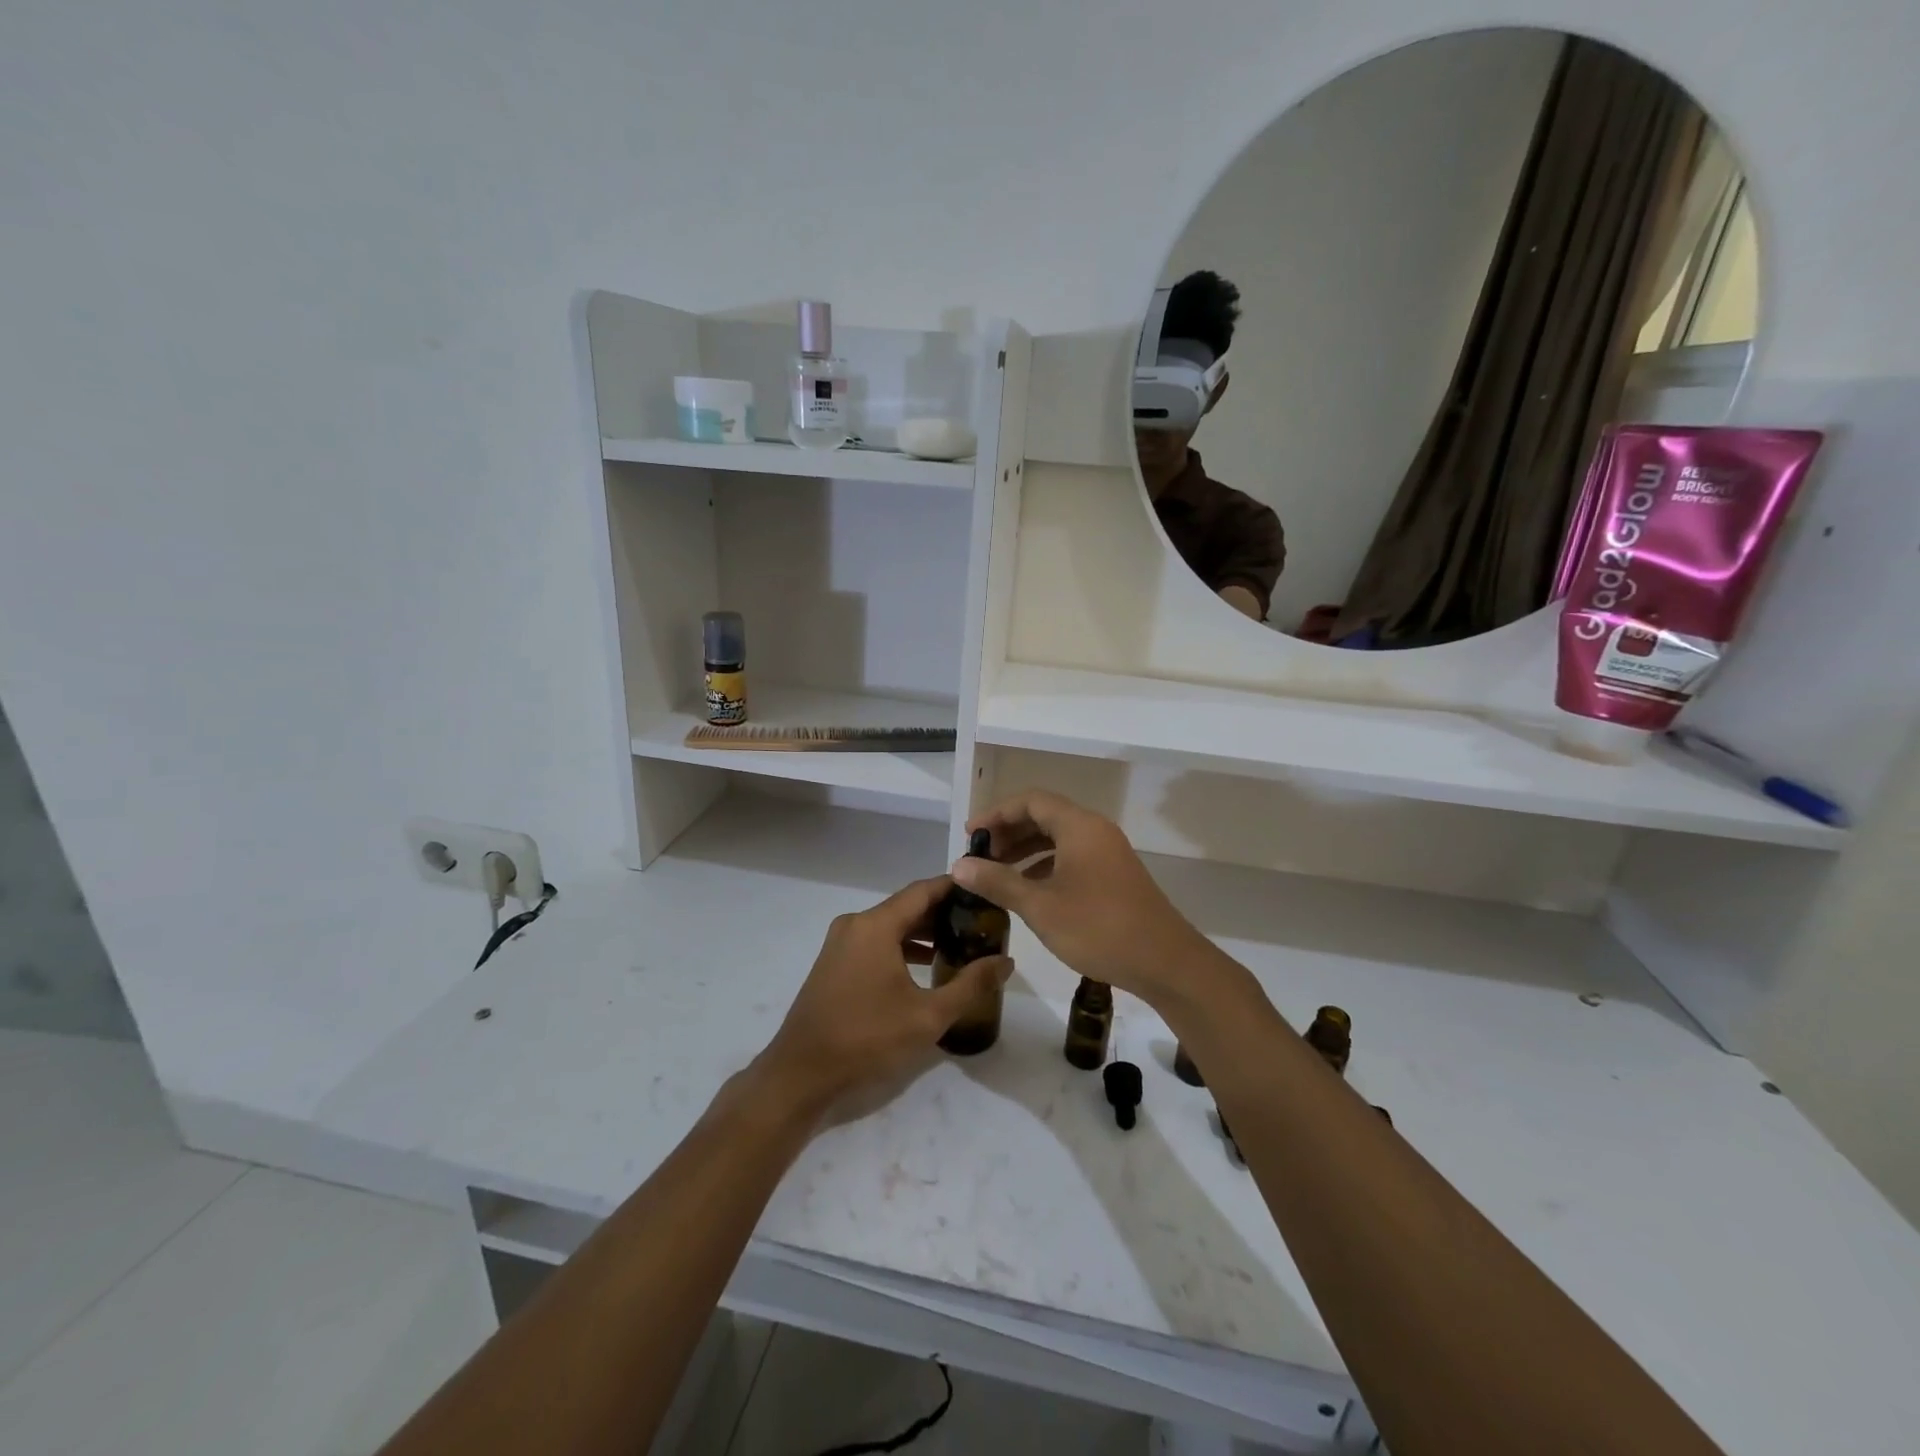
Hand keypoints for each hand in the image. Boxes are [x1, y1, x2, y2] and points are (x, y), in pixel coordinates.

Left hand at [757, 876, 1012, 1115]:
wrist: (801, 1073)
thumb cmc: (866, 1039)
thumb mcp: (927, 1016)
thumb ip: (970, 985)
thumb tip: (1006, 962)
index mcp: (876, 925)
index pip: (924, 890)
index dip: (956, 888)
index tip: (986, 892)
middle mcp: (856, 924)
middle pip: (908, 906)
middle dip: (944, 912)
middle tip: (981, 923)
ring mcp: (841, 943)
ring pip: (891, 925)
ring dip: (924, 932)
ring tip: (961, 944)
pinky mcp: (835, 963)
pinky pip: (876, 942)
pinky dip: (902, 947)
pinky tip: (927, 967)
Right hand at [953, 790, 1217, 1006]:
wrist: (1165, 962)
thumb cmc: (1098, 928)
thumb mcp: (1040, 906)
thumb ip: (998, 882)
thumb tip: (960, 866)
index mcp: (1079, 826)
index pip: (1031, 801)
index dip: (997, 813)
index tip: (971, 835)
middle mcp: (1095, 831)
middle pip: (1045, 816)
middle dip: (1009, 832)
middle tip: (980, 856)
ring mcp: (1108, 853)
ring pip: (1059, 839)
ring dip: (1026, 851)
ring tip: (996, 873)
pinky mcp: (1114, 876)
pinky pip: (1072, 857)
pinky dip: (1046, 866)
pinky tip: (1028, 890)